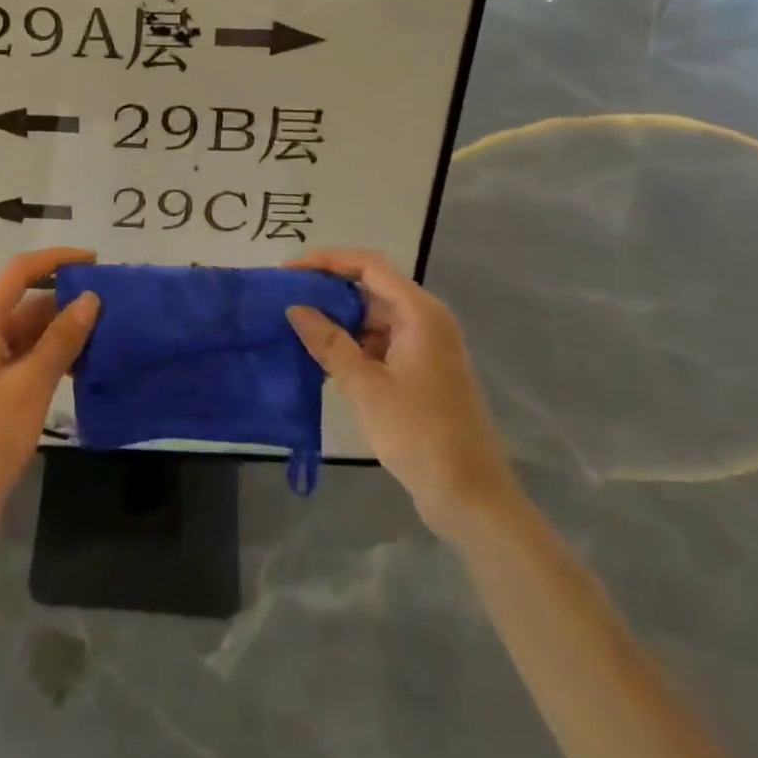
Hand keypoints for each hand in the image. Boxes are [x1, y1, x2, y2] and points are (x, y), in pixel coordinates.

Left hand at [0, 248, 99, 548]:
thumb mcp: (31, 384)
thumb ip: (62, 339)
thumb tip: (90, 299)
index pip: (19, 272)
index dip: (56, 259)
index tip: (95, 261)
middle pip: (23, 303)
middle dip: (64, 301)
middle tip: (109, 306)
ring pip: (26, 333)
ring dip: (60, 333)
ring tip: (103, 336)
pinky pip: (22, 359)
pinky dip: (49, 358)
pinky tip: (80, 368)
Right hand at [286, 247, 519, 528]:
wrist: (470, 497)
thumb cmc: (418, 433)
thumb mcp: (365, 386)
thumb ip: (328, 342)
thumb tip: (295, 308)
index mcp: (420, 313)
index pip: (369, 265)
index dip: (327, 261)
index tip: (290, 270)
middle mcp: (427, 321)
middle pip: (373, 288)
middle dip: (330, 289)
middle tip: (287, 297)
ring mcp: (427, 347)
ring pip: (376, 317)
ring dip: (340, 318)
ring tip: (298, 325)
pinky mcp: (423, 372)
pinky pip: (382, 342)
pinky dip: (354, 343)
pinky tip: (324, 356)